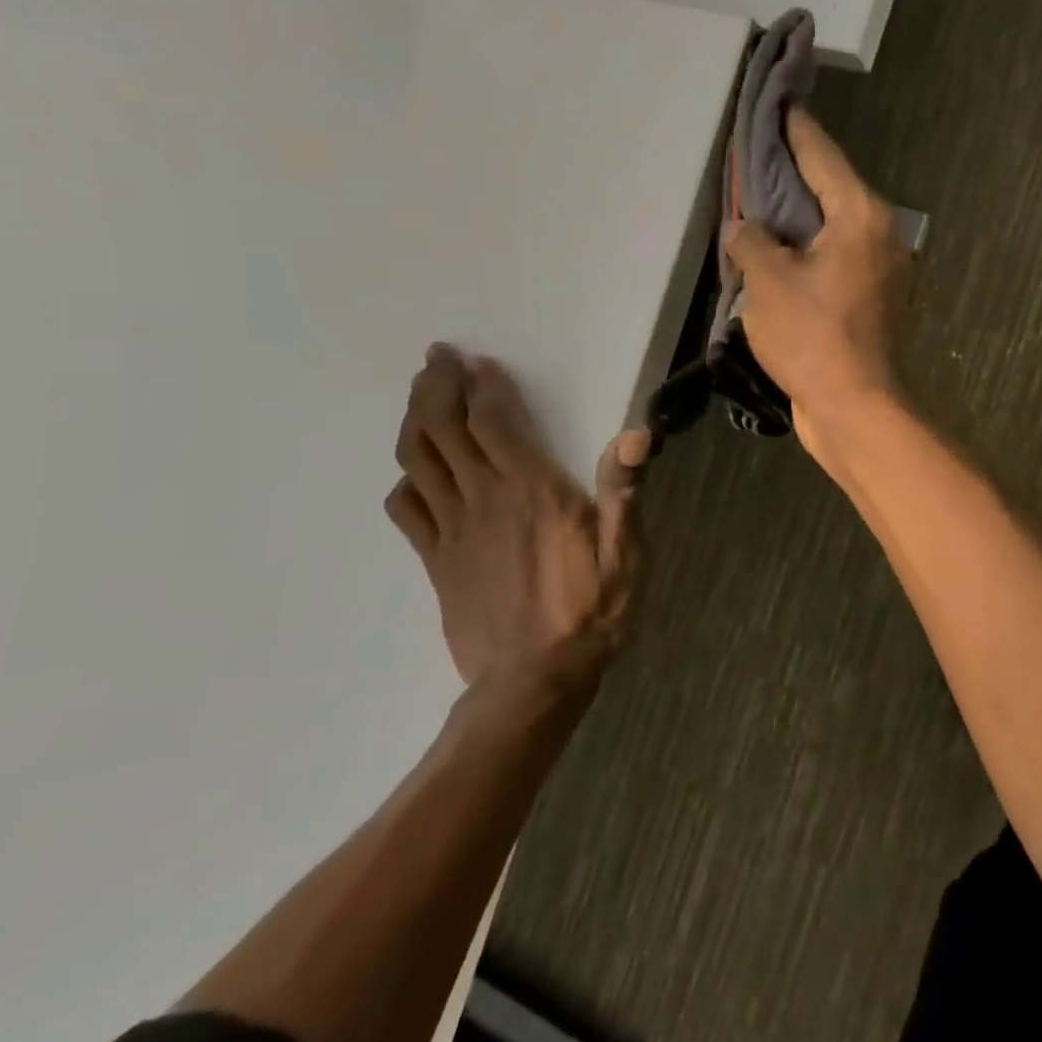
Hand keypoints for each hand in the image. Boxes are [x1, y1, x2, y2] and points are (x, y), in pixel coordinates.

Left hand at [385, 344, 649, 710]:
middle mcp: (484, 499)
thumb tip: (636, 434)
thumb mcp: (624, 554)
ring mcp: (452, 530)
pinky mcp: (434, 561)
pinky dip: (405, 480)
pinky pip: (407, 509)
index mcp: (532, 491)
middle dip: (436, 388)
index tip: (477, 361)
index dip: (482, 386)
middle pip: (443, 429)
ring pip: (418, 460)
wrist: (533, 682)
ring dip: (415, 421)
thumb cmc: (590, 613)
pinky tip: (414, 473)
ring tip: (419, 396)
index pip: (494, 422)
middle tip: (435, 359)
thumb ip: (624, 492)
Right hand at [726, 108, 910, 457]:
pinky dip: (812, 251)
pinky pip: (839, 259)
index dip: (793, 126)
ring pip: (836, 228)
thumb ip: (752, 241)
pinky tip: (783, 253)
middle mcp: (882, 234)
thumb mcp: (768, 281)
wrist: (856, 408)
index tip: (778, 98)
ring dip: (802, 217)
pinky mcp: (878, 301)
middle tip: (759, 152)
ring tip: (763, 202)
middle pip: (832, 189)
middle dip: (794, 172)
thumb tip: (748, 229)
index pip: (821, 154)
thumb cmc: (812, 338)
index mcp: (861, 215)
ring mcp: (885, 270)